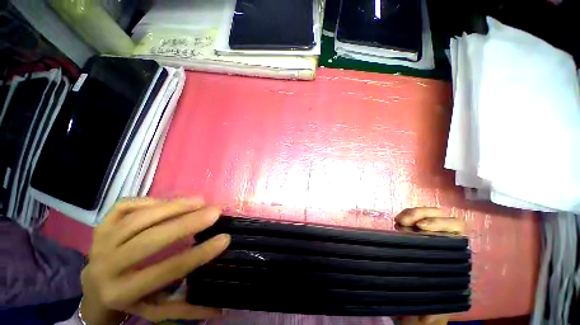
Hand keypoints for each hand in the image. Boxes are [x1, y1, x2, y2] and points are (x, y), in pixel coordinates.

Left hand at [80, 197, 229, 323]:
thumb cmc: (130, 298)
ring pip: (138, 219)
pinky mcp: (101, 224)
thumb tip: (220, 308)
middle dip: (187, 223)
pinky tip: (169, 201)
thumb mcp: (155, 309)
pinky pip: (125, 206)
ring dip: (173, 207)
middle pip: (150, 241)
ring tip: (200, 201)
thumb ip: (186, 308)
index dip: (198, 254)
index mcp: (123, 292)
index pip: (167, 270)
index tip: (225, 238)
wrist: (94, 286)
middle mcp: (107, 266)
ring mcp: (100, 241)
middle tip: (215, 212)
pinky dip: (150, 200)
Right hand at [395, 207, 465, 324]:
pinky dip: (405, 215)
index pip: (456, 228)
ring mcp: (431, 232)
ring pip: (427, 213)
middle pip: (440, 215)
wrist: (424, 299)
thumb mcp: (437, 301)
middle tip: (403, 222)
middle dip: (421, 214)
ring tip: (398, 221)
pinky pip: (414, 216)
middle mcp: (446, 237)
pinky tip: (397, 221)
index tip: (421, 227)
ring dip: (411, 213)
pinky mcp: (417, 230)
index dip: (440, 223)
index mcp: (456, 251)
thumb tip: (429, 306)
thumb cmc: (433, 298)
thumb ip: (437, 304)